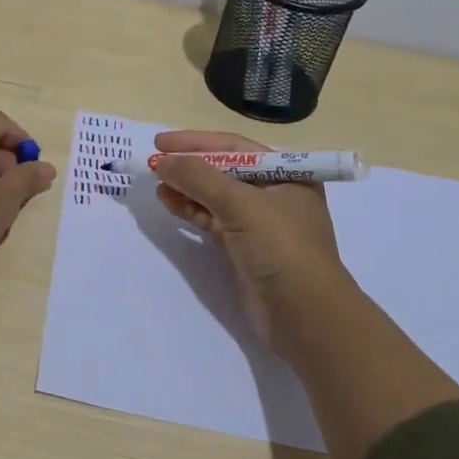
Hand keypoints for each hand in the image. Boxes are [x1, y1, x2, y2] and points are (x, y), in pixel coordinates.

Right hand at [151, 128, 348, 352]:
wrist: (304, 316)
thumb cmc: (281, 248)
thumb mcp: (240, 204)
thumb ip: (199, 178)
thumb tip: (161, 161)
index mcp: (286, 174)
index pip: (235, 147)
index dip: (196, 142)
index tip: (161, 142)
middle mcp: (275, 194)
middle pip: (224, 170)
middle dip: (189, 166)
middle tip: (154, 164)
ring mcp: (259, 223)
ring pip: (215, 197)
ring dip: (186, 189)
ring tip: (157, 186)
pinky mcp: (245, 249)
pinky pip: (213, 220)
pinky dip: (191, 211)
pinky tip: (170, 204)